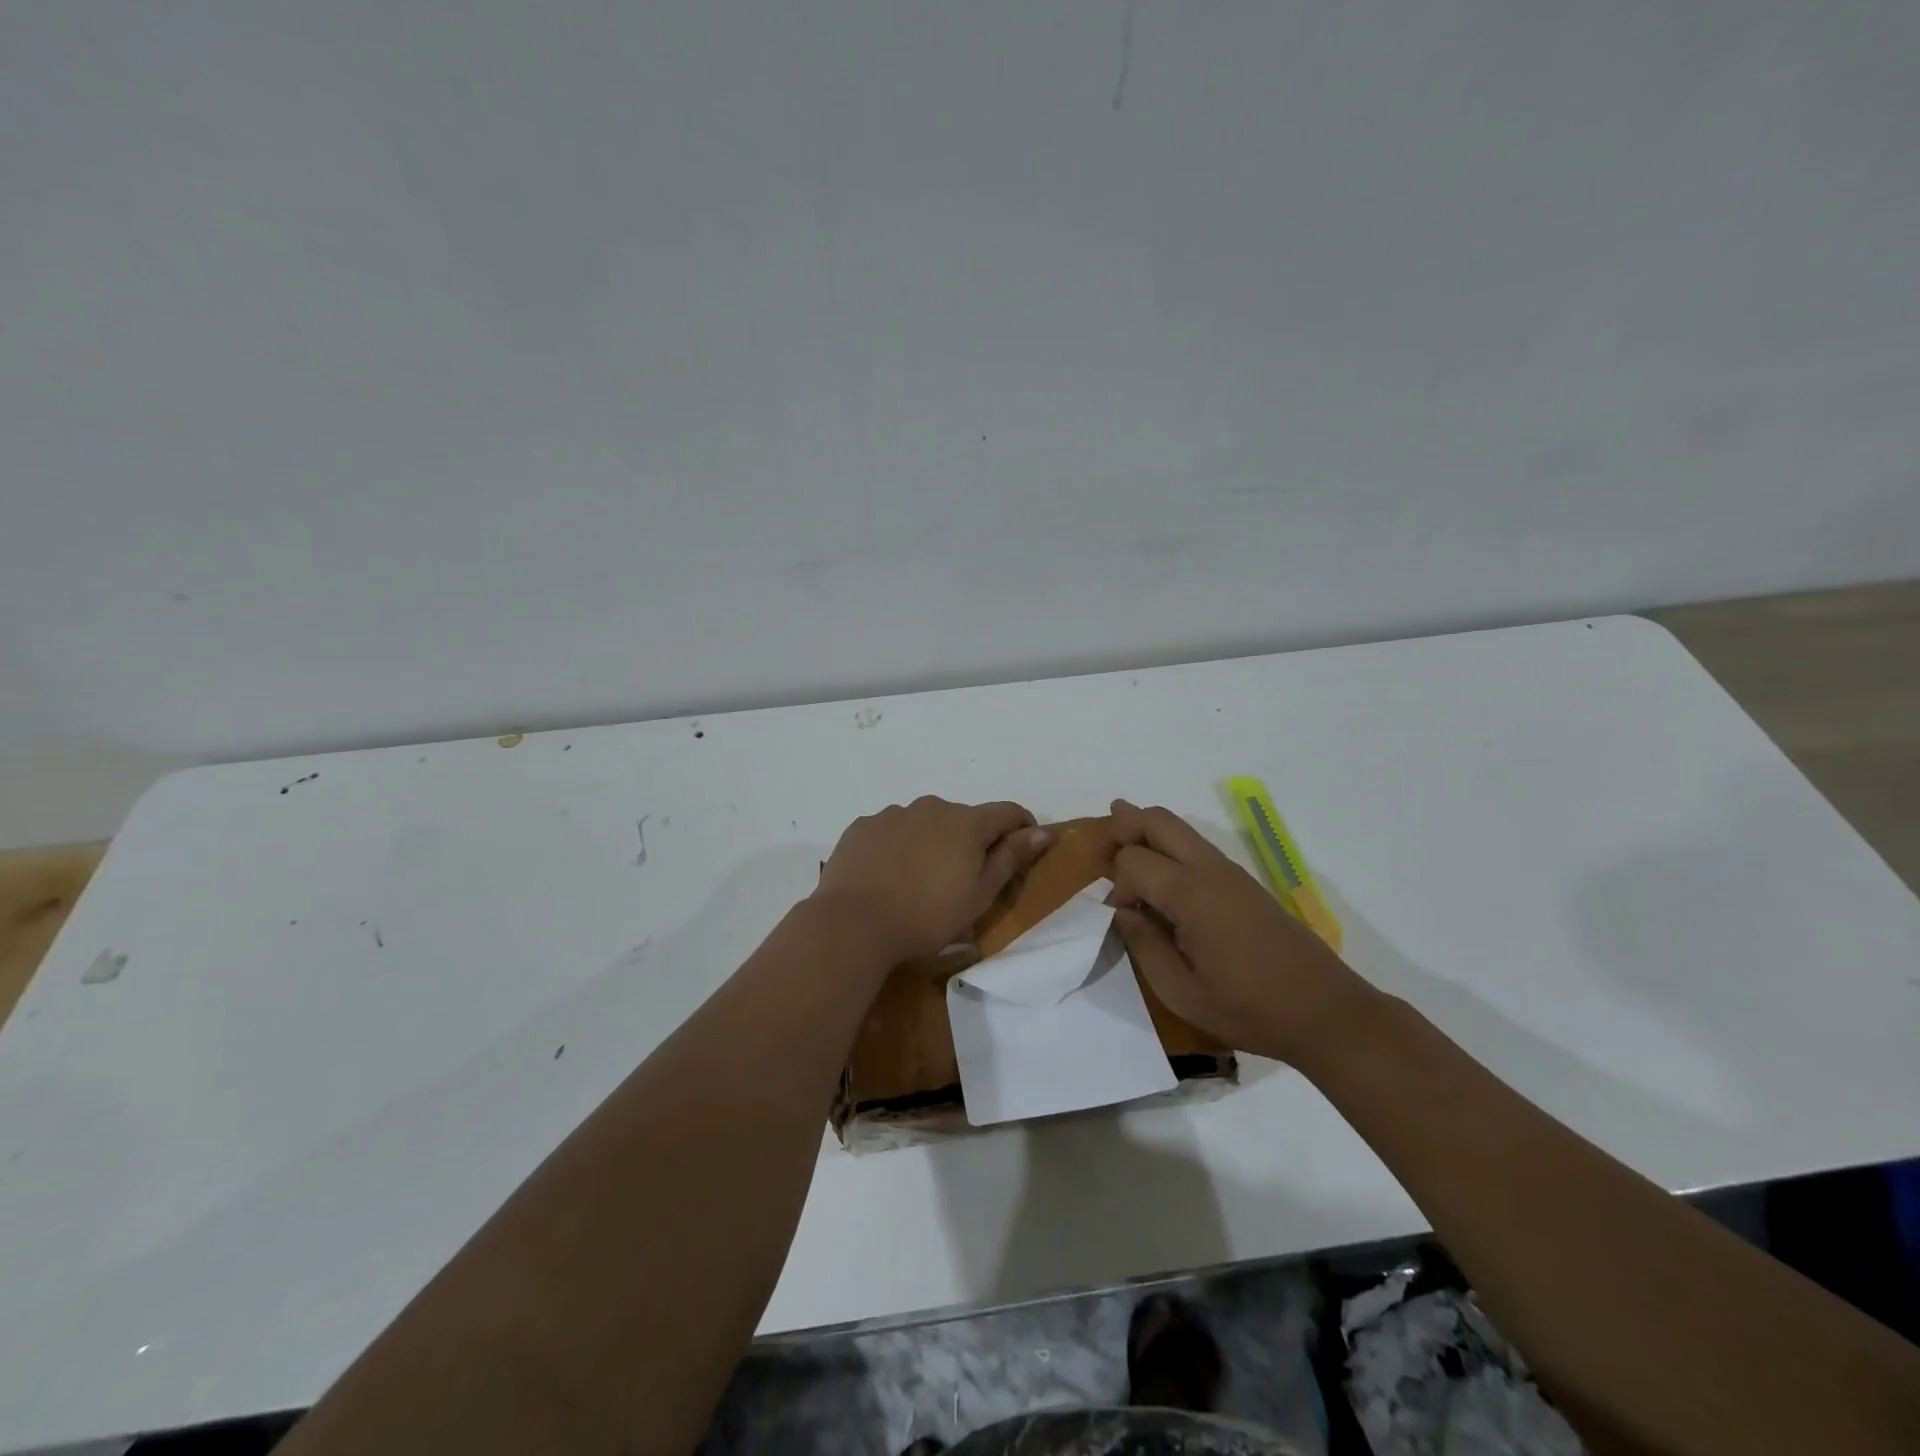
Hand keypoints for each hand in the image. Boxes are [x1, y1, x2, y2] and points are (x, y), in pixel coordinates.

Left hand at [814, 797, 1052, 961]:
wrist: (854, 922)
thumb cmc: (927, 915)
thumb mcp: (979, 895)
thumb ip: (1011, 858)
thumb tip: (1041, 832)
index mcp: (967, 822)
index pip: (1007, 813)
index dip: (1023, 828)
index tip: (1025, 850)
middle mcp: (932, 807)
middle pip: (964, 819)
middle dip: (972, 841)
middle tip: (964, 879)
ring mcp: (894, 814)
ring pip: (925, 823)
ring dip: (933, 842)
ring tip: (920, 880)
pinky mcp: (863, 826)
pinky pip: (892, 831)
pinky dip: (899, 846)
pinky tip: (889, 875)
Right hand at [1107, 799, 1372, 1064]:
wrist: (1326, 1013)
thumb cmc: (1250, 1009)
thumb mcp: (1182, 993)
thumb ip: (1145, 946)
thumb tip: (1124, 912)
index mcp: (1192, 895)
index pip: (1135, 860)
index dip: (1118, 884)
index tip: (1124, 917)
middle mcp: (1211, 871)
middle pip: (1160, 821)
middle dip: (1128, 822)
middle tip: (1105, 832)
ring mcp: (1232, 873)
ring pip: (1182, 828)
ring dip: (1149, 829)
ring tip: (1122, 833)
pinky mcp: (1246, 884)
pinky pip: (1198, 847)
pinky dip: (1171, 844)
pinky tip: (1162, 866)